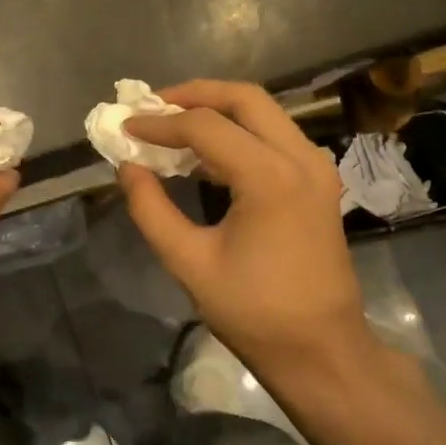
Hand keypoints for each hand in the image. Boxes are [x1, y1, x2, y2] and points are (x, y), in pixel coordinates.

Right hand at [118, 81, 373, 383]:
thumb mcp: (190, 262)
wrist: (321, 349)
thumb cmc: (254, 312)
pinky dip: (238, 135)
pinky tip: (205, 156)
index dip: (159, 124)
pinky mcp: (319, 183)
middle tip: (153, 106)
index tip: (124, 127)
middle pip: (245, 98)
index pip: (205, 126)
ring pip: (265, 114)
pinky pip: (275, 139)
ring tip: (172, 126)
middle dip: (194, 95)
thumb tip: (126, 167)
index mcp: (270, 176)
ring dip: (218, 112)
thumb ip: (151, 209)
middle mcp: (301, 158)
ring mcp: (317, 168)